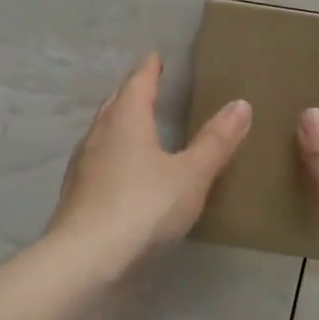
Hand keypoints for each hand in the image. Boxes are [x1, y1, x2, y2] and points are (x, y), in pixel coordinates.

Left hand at [50, 53, 251, 261]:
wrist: (86, 263)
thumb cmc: (143, 207)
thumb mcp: (191, 174)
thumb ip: (216, 141)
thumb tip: (241, 104)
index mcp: (126, 119)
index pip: (138, 83)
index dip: (149, 69)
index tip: (156, 56)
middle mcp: (99, 135)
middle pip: (115, 103)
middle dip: (131, 92)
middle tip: (147, 85)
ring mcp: (83, 167)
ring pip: (102, 132)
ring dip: (119, 123)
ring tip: (136, 125)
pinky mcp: (77, 197)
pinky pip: (98, 161)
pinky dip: (113, 155)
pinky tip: (123, 172)